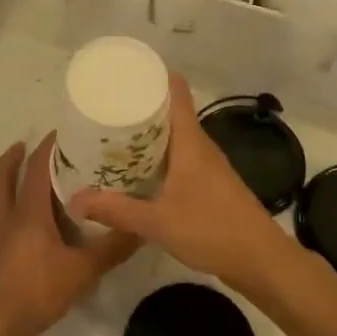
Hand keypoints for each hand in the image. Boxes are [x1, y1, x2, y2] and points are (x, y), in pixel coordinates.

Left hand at [0, 134, 138, 335]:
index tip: (63, 132)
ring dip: (8, 176)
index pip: (37, 166)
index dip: (48, 146)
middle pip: (5, 173)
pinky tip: (23, 215)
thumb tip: (142, 228)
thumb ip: (112, 248)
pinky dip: (8, 200)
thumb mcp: (83, 270)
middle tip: (35, 145)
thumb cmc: (38, 290)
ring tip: (26, 173)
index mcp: (28, 210)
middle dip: (17, 156)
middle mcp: (6, 213)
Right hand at [72, 72, 292, 291]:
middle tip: (105, 109)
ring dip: (148, 135)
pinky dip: (158, 157)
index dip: (153, 76)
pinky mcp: (210, 185)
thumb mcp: (157, 222)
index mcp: (190, 142)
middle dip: (140, 107)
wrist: (262, 262)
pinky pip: (179, 158)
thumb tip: (75, 200)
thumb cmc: (212, 230)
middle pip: (171, 112)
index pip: (176, 92)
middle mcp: (200, 146)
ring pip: (174, 137)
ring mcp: (208, 166)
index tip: (124, 73)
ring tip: (113, 137)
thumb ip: (116, 210)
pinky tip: (138, 173)